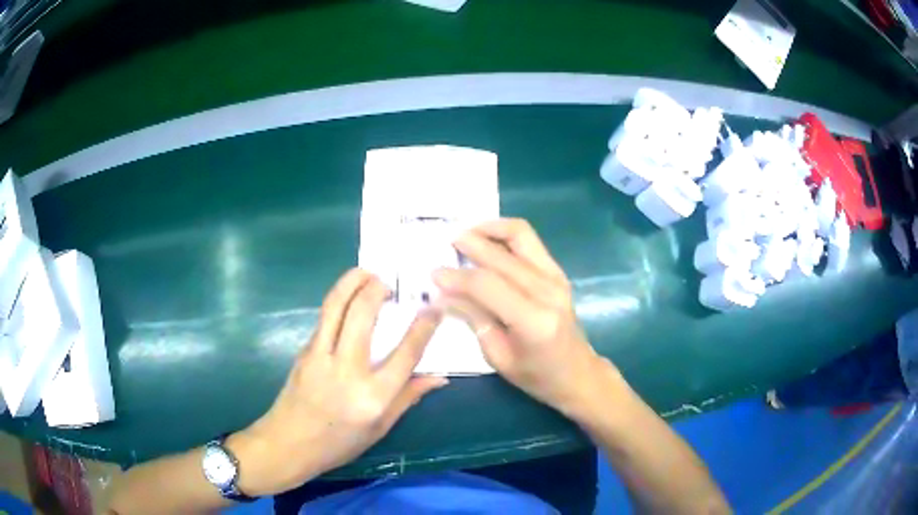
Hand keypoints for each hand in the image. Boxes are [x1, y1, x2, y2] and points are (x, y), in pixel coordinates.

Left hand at [229, 269, 446, 495]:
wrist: (288, 443)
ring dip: (351, 282)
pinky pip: (325, 317)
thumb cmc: (338, 443)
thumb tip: (439, 376)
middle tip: (388, 281)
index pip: (406, 354)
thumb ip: (408, 398)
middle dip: (377, 289)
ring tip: (366, 272)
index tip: (434, 308)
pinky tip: (347, 298)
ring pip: (336, 306)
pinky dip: (338, 300)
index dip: (423, 327)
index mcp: (372, 396)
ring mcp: (320, 356)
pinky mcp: (304, 350)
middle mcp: (347, 370)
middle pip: (363, 315)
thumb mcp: (380, 428)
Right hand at [433, 219, 612, 417]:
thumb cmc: (537, 375)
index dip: (457, 277)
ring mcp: (556, 277)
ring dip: (490, 228)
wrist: (577, 373)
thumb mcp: (498, 357)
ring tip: (465, 235)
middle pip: (501, 256)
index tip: (434, 274)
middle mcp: (547, 291)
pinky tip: (486, 240)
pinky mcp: (557, 272)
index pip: (487, 286)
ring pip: (520, 235)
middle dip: (469, 245)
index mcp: (533, 321)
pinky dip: (505, 234)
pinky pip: (529, 241)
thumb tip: (444, 294)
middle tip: (445, 244)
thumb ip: (474, 319)